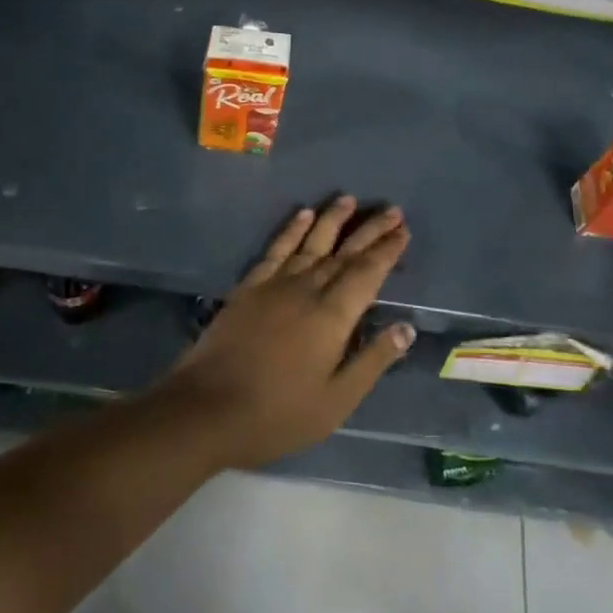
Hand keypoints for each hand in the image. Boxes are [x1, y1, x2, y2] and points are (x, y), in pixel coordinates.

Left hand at [156, 196, 414, 470]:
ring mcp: (275, 283)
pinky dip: (291, 229)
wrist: (207, 408)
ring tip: (349, 199)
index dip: (387, 251)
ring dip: (332, 219)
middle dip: (370, 230)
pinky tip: (302, 214)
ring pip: (311, 242)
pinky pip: (276, 248)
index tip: (403, 230)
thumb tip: (405, 327)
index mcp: (333, 316)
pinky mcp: (250, 286)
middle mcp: (308, 288)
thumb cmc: (278, 413)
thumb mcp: (336, 401)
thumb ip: (372, 361)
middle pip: (345, 252)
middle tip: (392, 209)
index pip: (367, 273)